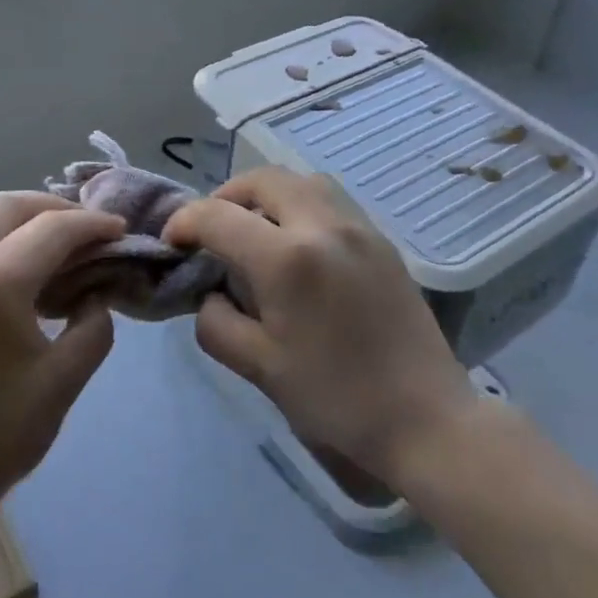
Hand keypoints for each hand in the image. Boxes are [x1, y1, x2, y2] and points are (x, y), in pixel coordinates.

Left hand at [0, 192, 125, 542]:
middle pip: (6, 205)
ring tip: (48, 247)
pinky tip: (8, 274)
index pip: (52, 229)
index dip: (93, 224)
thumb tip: (96, 293)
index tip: (121, 231)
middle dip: (54, 208)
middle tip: (87, 232)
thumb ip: (93, 324)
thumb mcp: (63, 382)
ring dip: (16, 219)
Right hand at [164, 168, 473, 486]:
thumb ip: (218, 323)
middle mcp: (324, 225)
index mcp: (287, 258)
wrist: (424, 418)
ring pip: (301, 181)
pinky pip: (330, 202)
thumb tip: (210, 294)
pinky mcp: (382, 241)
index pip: (219, 216)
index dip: (185, 222)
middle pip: (263, 179)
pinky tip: (297, 248)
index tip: (172, 241)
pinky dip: (300, 207)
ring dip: (267, 195)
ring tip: (254, 232)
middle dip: (226, 196)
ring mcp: (360, 228)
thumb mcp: (260, 368)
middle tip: (212, 230)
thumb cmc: (336, 399)